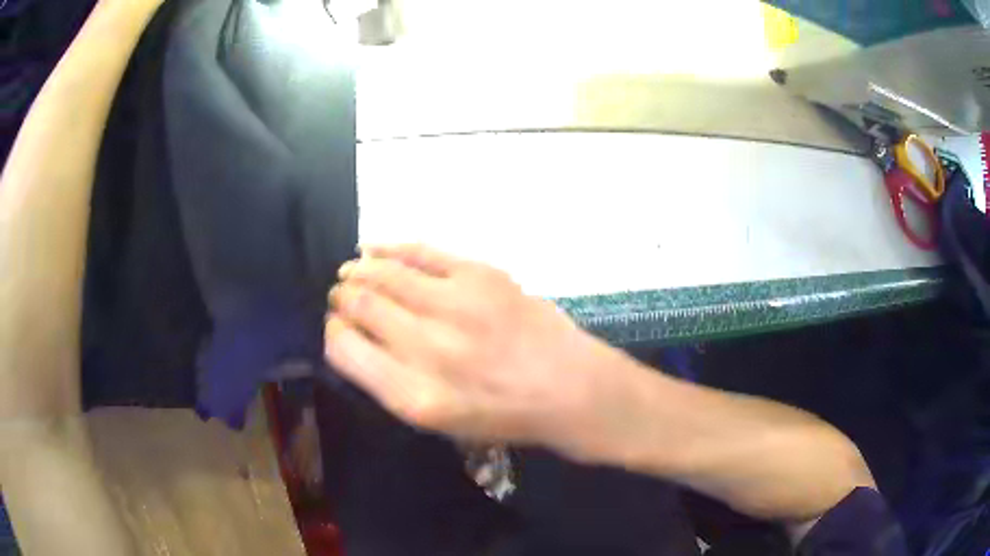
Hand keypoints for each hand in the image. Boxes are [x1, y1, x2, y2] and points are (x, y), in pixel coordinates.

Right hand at [324, 245, 630, 457]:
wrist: (568, 387)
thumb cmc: (502, 413)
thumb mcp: (440, 421)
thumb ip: (391, 383)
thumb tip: (354, 338)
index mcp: (415, 396)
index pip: (345, 351)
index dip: (333, 334)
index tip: (336, 327)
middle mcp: (429, 349)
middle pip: (360, 307)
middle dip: (342, 299)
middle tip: (341, 296)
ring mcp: (456, 306)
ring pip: (383, 274)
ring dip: (359, 271)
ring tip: (351, 272)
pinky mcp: (480, 275)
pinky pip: (420, 252)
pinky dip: (390, 248)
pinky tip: (373, 249)